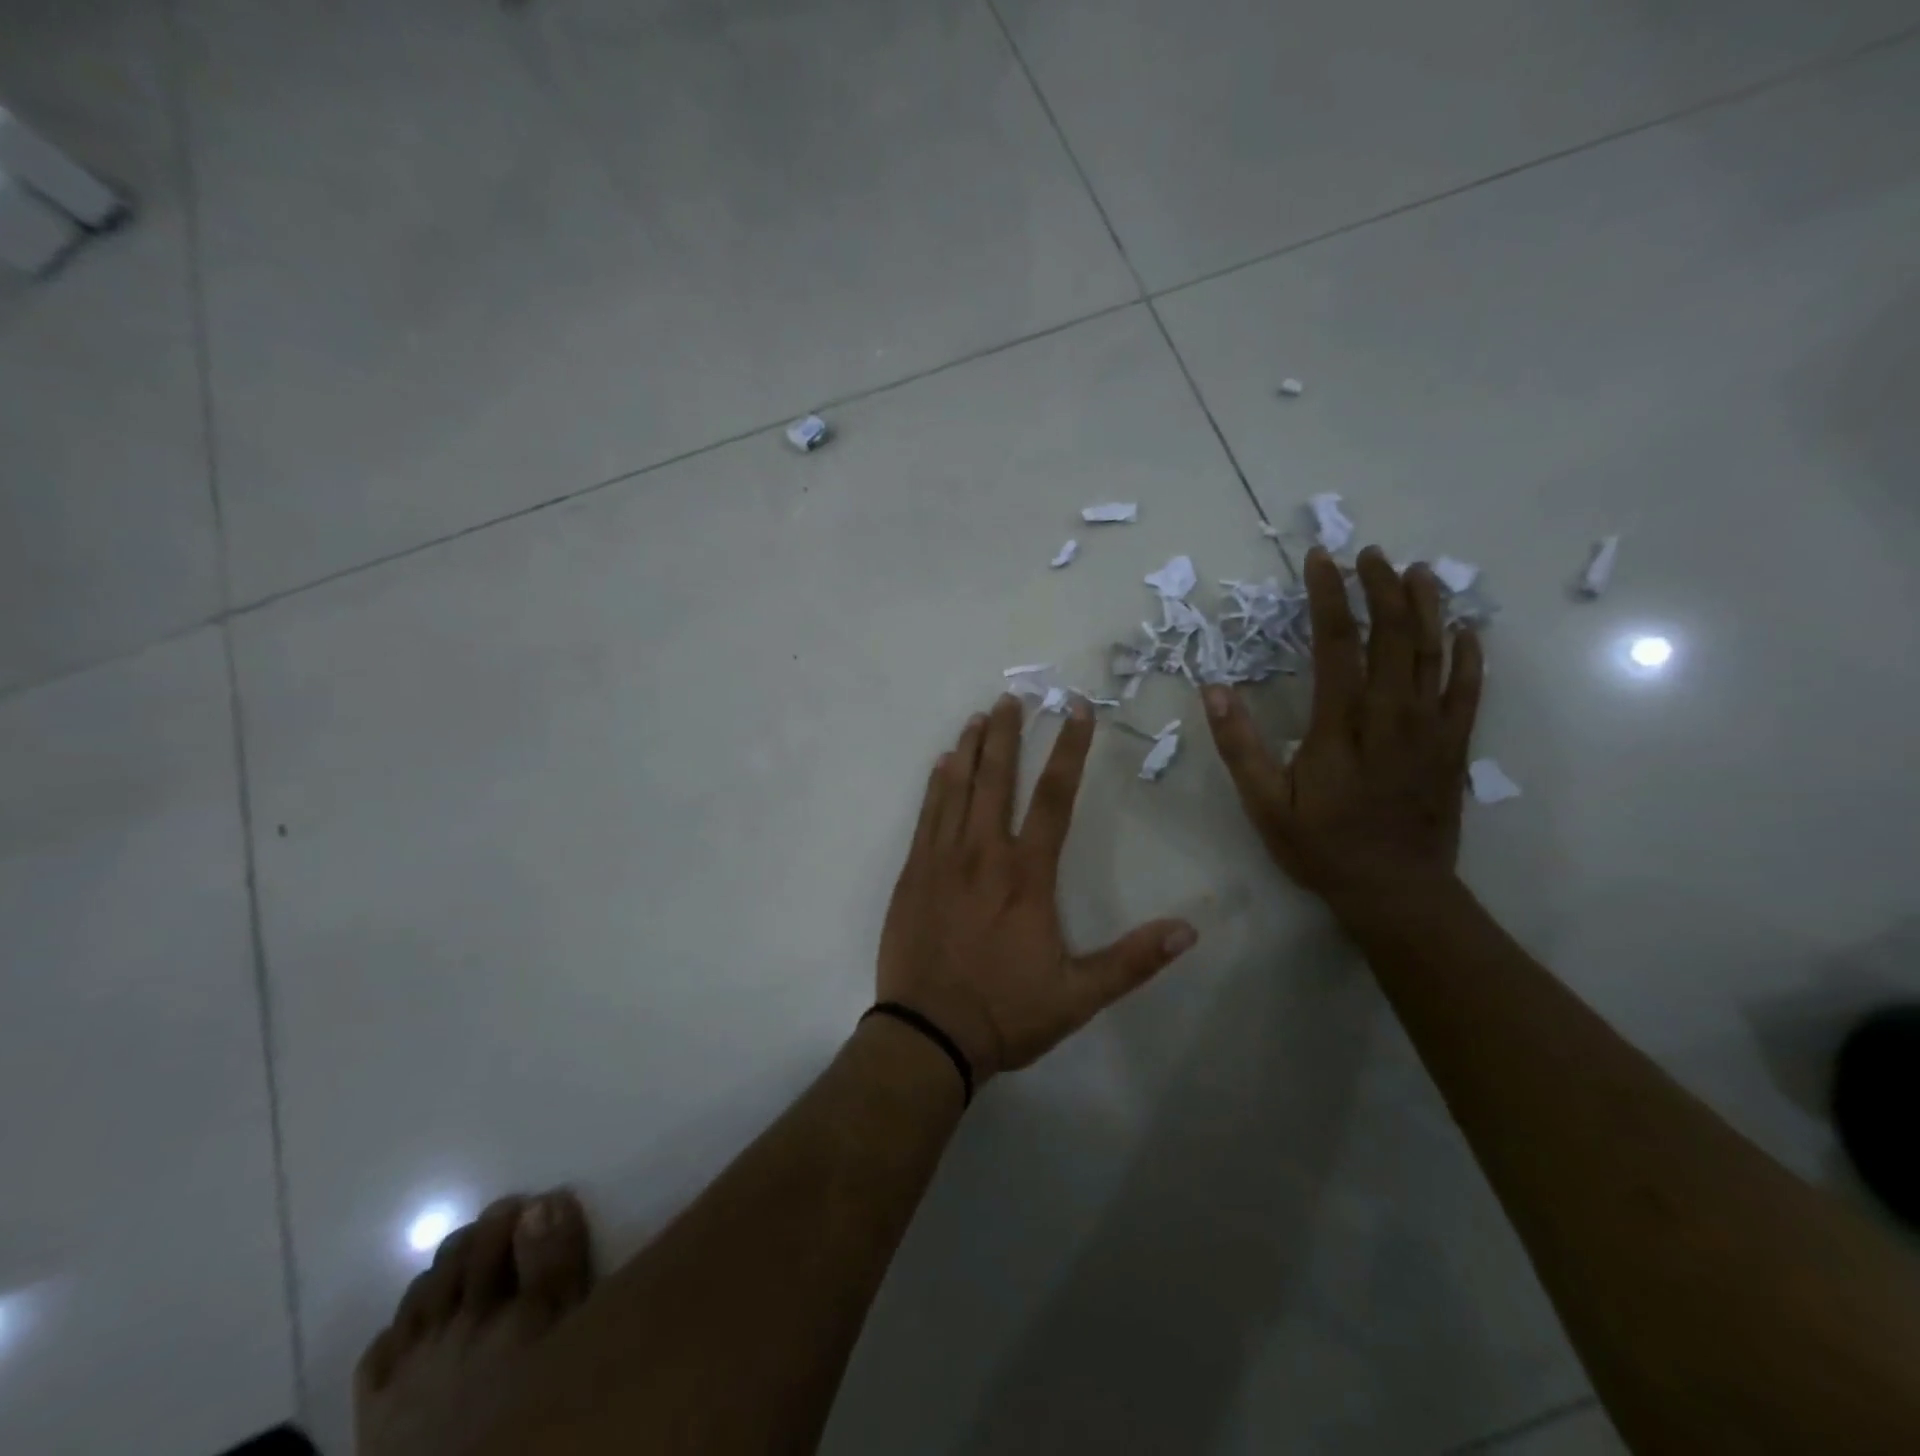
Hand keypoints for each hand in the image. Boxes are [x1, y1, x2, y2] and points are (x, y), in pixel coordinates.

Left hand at [878, 694, 1198, 1083]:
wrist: (927, 1035)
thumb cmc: (1005, 1013)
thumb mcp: (1079, 996)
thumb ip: (1132, 961)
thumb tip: (1189, 930)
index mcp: (1026, 876)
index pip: (1054, 798)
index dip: (1068, 750)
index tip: (1076, 711)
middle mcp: (983, 854)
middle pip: (997, 779)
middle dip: (1008, 734)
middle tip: (1013, 697)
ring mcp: (942, 860)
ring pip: (957, 789)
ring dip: (970, 749)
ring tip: (979, 717)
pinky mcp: (913, 874)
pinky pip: (926, 815)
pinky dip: (936, 784)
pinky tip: (942, 764)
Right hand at [1203, 545, 1483, 925]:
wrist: (1396, 892)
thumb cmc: (1322, 847)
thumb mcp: (1264, 804)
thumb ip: (1239, 745)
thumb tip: (1213, 689)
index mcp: (1340, 725)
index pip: (1336, 644)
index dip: (1328, 596)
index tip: (1321, 560)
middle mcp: (1391, 716)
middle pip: (1392, 636)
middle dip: (1381, 588)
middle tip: (1370, 553)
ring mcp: (1430, 729)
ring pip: (1434, 654)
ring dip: (1427, 607)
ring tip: (1418, 571)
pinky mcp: (1453, 747)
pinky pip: (1468, 691)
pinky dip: (1468, 656)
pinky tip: (1466, 630)